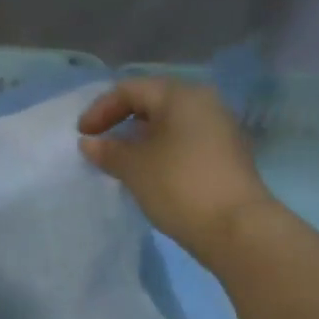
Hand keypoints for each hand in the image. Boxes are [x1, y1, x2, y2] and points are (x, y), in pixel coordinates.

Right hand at [78, 77, 275, 262]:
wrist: (237, 229)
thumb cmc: (179, 186)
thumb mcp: (135, 168)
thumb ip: (109, 151)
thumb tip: (89, 143)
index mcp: (182, 96)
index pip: (131, 90)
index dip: (100, 110)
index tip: (82, 136)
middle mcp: (204, 104)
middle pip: (152, 103)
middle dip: (121, 122)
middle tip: (99, 145)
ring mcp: (219, 130)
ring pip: (169, 125)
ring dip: (140, 140)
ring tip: (119, 163)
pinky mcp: (225, 156)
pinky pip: (183, 143)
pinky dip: (159, 152)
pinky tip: (147, 174)